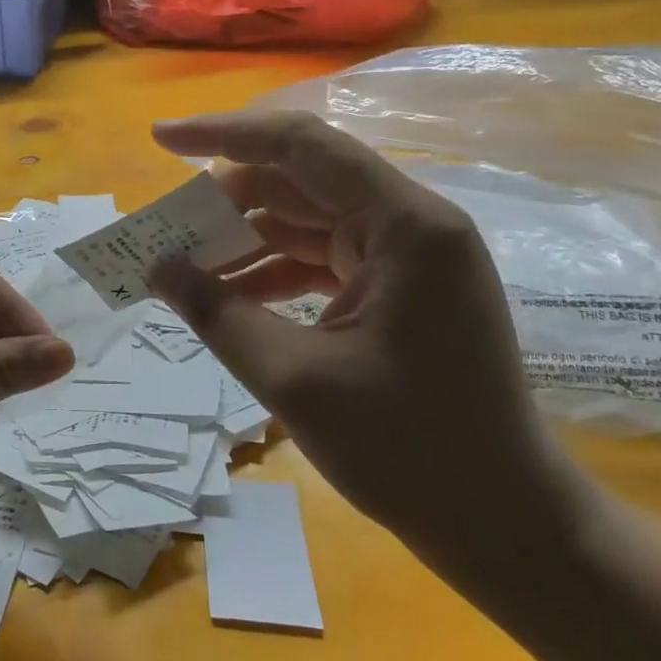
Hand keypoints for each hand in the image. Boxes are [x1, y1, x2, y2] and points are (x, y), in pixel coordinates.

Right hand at [150, 111, 590, 580]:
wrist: (505, 526)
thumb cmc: (410, 453)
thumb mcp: (294, 379)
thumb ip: (216, 313)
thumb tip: (156, 267)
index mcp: (405, 225)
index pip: (300, 146)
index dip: (222, 134)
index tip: (159, 138)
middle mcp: (411, 223)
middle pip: (299, 179)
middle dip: (225, 199)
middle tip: (163, 226)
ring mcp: (406, 255)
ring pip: (304, 218)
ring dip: (242, 237)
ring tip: (181, 264)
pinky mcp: (397, 287)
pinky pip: (319, 257)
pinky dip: (270, 269)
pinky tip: (224, 295)